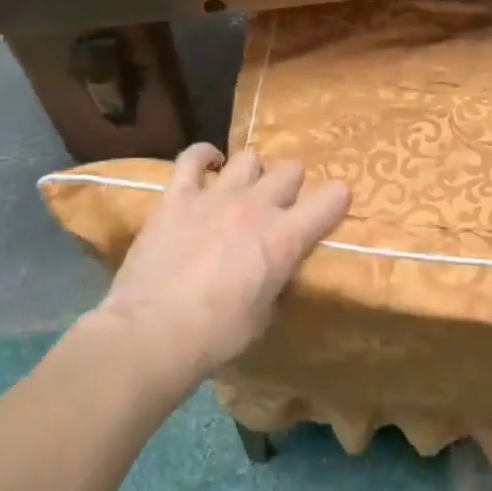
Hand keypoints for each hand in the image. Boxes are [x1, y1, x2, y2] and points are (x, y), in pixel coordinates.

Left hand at [93, 143, 350, 404]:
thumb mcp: (265, 315)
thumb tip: (274, 273)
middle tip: (280, 204)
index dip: (336, 199)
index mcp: (286, 238)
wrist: (154, 331)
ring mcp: (216, 196)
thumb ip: (276, 283)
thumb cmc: (218, 334)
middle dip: (291, 185)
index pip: (331, 200)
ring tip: (245, 187)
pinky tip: (209, 163)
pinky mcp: (177, 197)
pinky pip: (192, 158)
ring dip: (253, 172)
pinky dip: (204, 156)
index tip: (334, 204)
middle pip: (289, 171)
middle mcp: (257, 207)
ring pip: (248, 159)